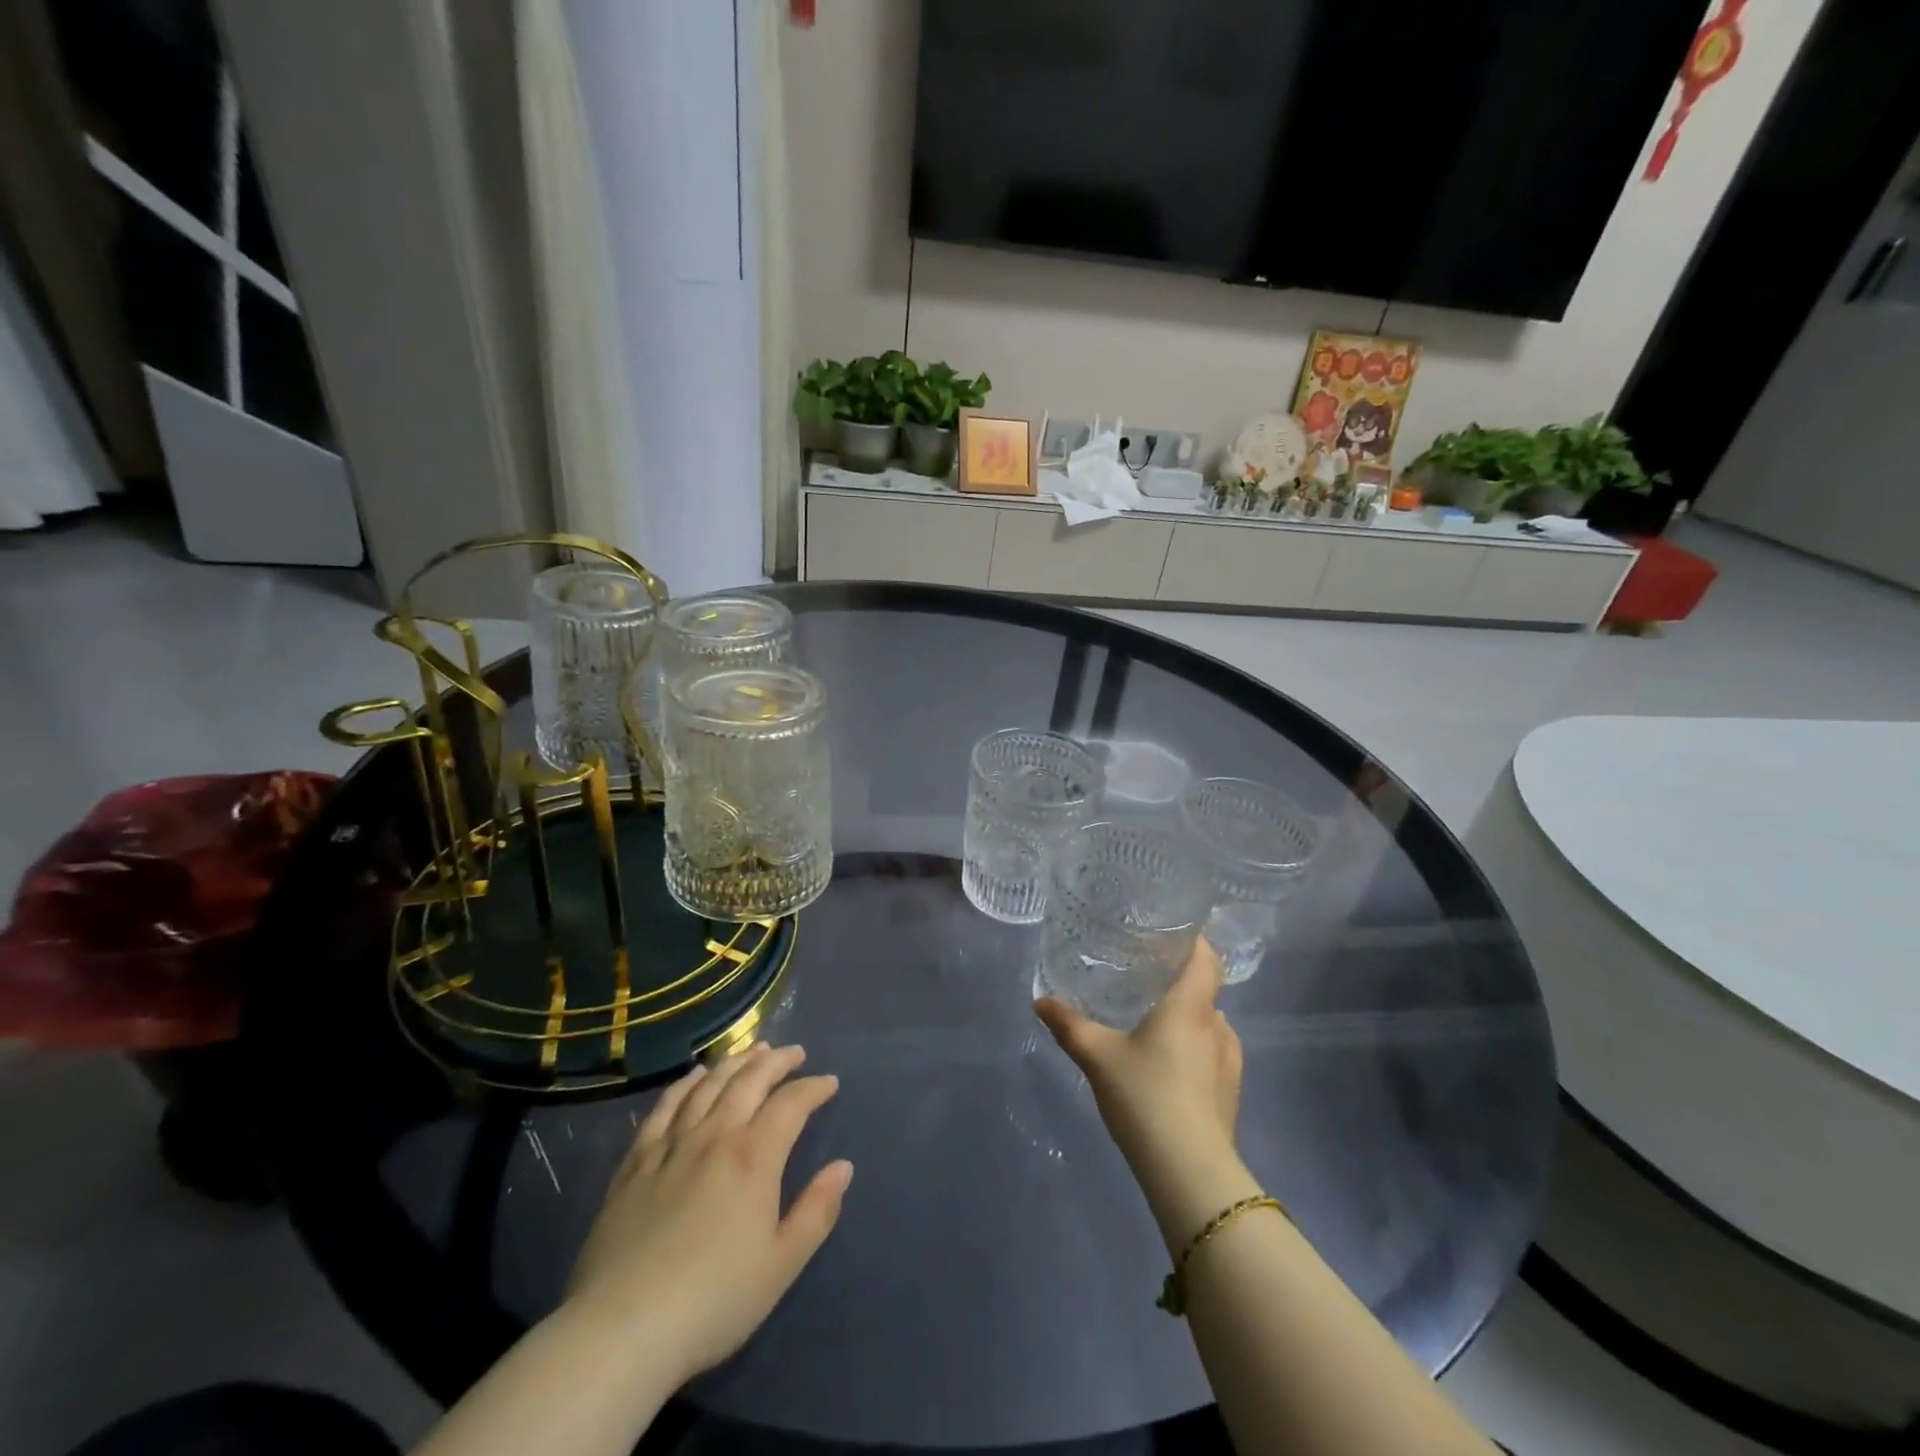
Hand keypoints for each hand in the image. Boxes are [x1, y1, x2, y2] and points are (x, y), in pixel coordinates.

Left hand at [564, 1044, 852, 1386]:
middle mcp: (715, 1136)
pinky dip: (685, 1084)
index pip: (791, 1104)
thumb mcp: (781, 1265)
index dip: (813, 1088)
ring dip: (735, 1062)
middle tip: (794, 1053)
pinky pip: (664, 1108)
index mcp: (754, 1157)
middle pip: (749, 1080)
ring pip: (708, 1085)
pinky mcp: (635, 1163)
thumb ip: (816, 1211)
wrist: (622, 1331)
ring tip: (752, 1051)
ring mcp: (671, 1146)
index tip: (829, 1083)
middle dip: (776, 1061)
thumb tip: (842, 1167)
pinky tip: (694, 1076)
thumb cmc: (714, 1301)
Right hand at [1035, 940, 1259, 1248]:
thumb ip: (1069, 1025)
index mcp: (1190, 1006)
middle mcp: (1216, 1025)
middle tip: (1146, 979)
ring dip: (1189, 1018)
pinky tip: (1171, 1065)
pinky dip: (1196, 1048)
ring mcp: (1230, 1061)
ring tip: (1156, 1023)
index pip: (1206, 957)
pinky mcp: (1232, 1092)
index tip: (1169, 934)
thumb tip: (1039, 1001)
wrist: (1189, 1171)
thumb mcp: (1097, 1057)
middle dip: (1180, 981)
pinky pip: (1215, 1053)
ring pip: (1211, 1023)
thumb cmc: (1145, 1097)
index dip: (1194, 941)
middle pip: (1206, 989)